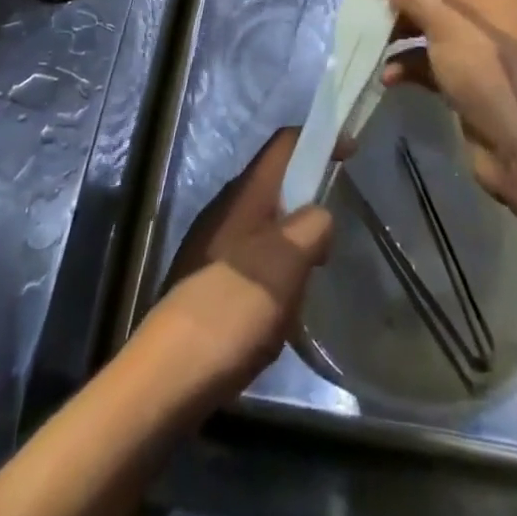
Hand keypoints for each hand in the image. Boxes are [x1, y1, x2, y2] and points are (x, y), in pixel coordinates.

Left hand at [149, 128, 333, 401]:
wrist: (167, 376)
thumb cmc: (232, 307)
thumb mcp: (287, 262)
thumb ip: (312, 226)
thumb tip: (318, 215)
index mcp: (245, 193)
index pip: (284, 144)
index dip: (318, 139)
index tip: (349, 151)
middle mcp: (226, 208)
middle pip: (276, 184)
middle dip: (308, 202)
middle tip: (329, 242)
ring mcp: (212, 244)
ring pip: (265, 225)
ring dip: (292, 245)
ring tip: (304, 286)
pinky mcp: (205, 279)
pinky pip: (251, 259)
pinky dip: (274, 273)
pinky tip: (277, 313)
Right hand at [369, 0, 516, 232]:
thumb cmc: (488, 68)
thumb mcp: (443, 18)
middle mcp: (486, 2)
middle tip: (365, 11)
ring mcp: (477, 41)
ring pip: (427, 22)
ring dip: (397, 32)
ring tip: (370, 43)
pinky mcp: (468, 75)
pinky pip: (430, 57)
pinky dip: (409, 63)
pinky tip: (388, 77)